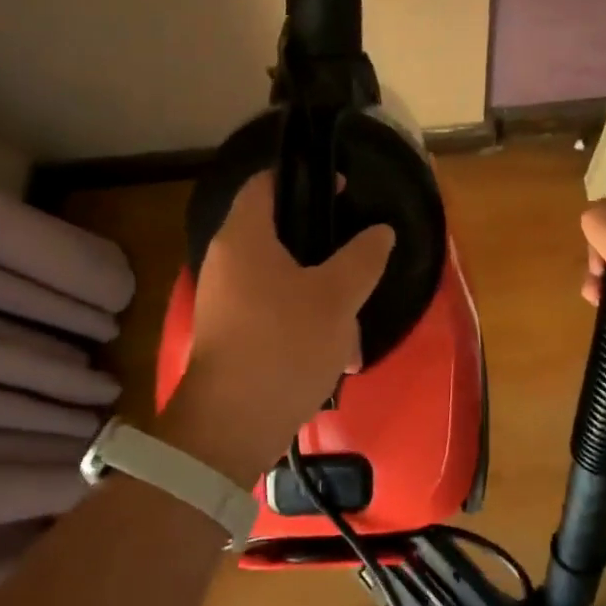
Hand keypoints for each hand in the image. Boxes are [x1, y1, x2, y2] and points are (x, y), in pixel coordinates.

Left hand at [165, 172, 393, 483]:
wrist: (231, 427)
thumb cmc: (284, 345)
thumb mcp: (337, 297)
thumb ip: (363, 256)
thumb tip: (380, 231)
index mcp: (244, 238)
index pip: (265, 183)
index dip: (304, 178)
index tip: (342, 190)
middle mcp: (226, 261)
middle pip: (279, 234)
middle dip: (323, 249)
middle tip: (357, 258)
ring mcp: (226, 301)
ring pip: (283, 280)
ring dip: (322, 295)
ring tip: (352, 324)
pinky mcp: (231, 335)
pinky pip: (274, 312)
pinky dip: (305, 323)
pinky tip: (336, 353)